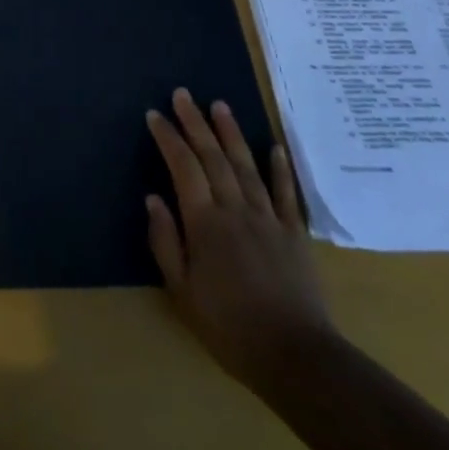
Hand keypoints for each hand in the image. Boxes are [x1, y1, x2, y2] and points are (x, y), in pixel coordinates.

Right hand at [145, 88, 331, 388]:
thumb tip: (153, 198)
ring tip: (219, 104)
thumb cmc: (229, 326)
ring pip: (246, 165)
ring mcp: (268, 218)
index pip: (183, 168)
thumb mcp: (182, 291)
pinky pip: (285, 193)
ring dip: (230, 133)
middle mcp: (235, 209)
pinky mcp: (294, 233)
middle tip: (182, 94)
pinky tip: (274, 147)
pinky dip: (279, 168)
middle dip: (195, 122)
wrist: (295, 356)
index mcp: (205, 223)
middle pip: (212, 157)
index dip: (168, 138)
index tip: (155, 115)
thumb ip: (166, 241)